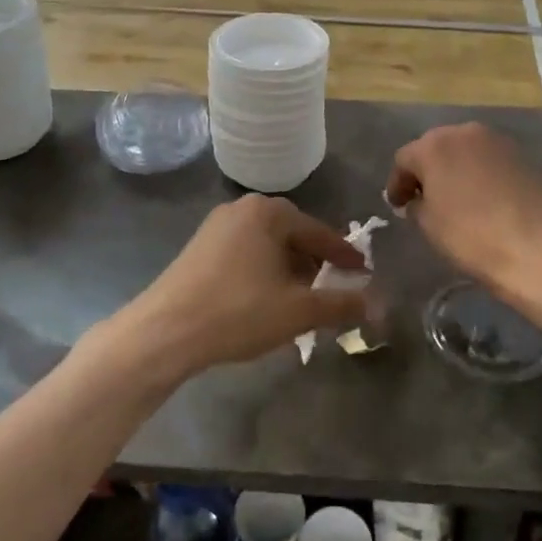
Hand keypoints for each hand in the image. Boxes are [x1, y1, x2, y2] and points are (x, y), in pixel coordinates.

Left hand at [111, 195, 367, 380]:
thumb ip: (340, 305)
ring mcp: (216, 226)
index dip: (344, 256)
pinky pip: (245, 253)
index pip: (319, 232)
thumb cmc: (238, 312)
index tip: (364, 274)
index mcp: (269, 212)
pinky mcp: (199, 248)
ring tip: (300, 301)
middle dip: (314, 264)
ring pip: (267, 246)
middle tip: (332, 290)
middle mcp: (242, 208)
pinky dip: (263, 272)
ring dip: (288, 271)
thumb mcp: (298, 311)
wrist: (164, 332)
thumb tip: (377, 304)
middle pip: (292, 236)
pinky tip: (265, 301)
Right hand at [385, 123, 541, 307]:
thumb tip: (418, 199)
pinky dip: (478, 172)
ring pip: (464, 150)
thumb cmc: (471, 236)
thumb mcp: (428, 224)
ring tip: (453, 197)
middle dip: (426, 171)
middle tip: (422, 198)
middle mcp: (463, 132)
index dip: (398, 184)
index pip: (404, 160)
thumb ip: (416, 204)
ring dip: (454, 168)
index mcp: (433, 146)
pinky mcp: (521, 154)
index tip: (397, 206)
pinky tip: (481, 196)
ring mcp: (496, 141)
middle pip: (435, 148)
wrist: (535, 249)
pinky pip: (488, 159)